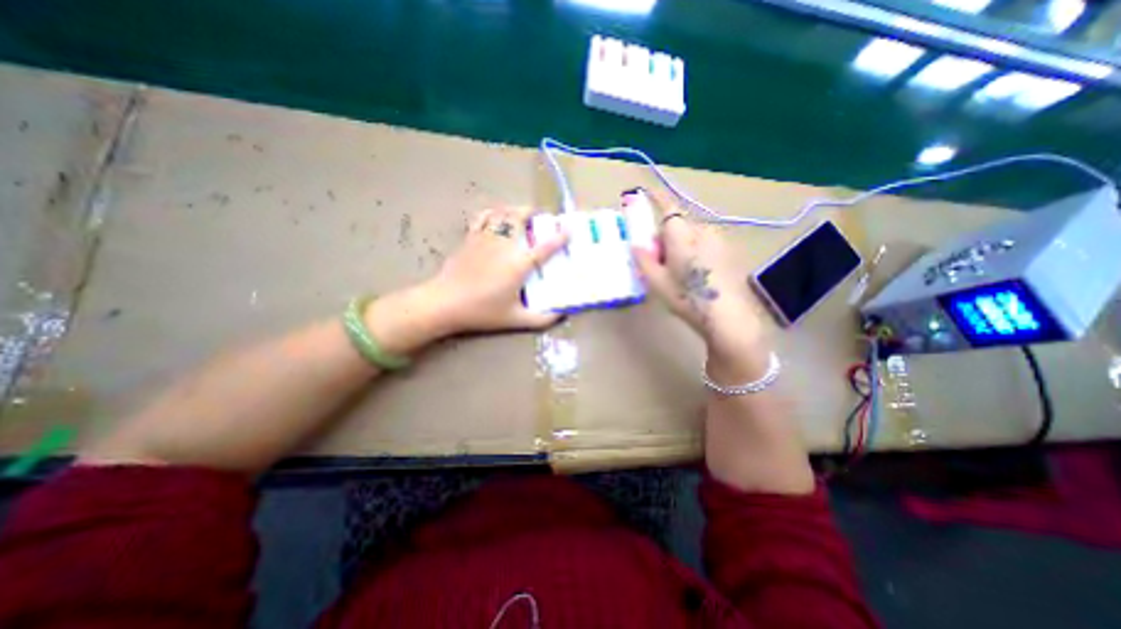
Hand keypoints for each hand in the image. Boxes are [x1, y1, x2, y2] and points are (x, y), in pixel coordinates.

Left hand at [428, 206, 571, 332]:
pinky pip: (483, 217)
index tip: (569, 229)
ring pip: (502, 213)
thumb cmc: (482, 311)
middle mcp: (504, 246)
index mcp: (519, 265)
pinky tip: (496, 216)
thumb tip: (560, 316)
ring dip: (514, 210)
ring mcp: (485, 239)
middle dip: (532, 212)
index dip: (559, 237)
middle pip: (519, 217)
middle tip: (539, 216)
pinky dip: (493, 212)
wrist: (445, 303)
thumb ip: (540, 319)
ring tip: (520, 213)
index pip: (545, 247)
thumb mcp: (514, 319)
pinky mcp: (470, 238)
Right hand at [630, 189, 772, 380]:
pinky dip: (694, 251)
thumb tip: (636, 244)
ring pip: (691, 235)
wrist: (727, 316)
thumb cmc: (687, 297)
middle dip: (665, 236)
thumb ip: (644, 259)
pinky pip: (704, 243)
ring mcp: (717, 240)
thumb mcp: (657, 282)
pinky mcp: (727, 251)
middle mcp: (701, 231)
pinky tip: (695, 274)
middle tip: (657, 260)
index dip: (656, 198)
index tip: (645, 192)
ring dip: (680, 245)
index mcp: (681, 235)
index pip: (667, 208)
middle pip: (678, 225)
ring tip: (677, 271)